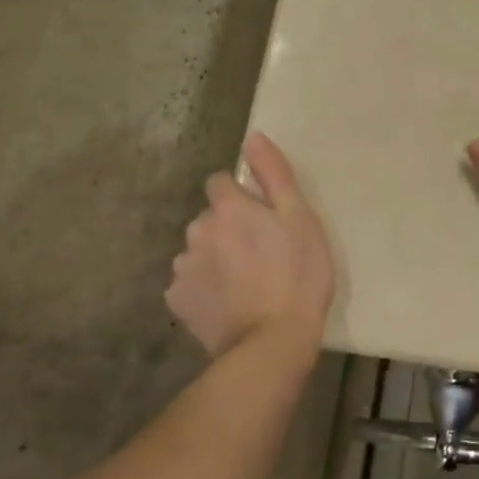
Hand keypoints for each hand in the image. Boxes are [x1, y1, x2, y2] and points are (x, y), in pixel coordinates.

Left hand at [167, 132, 333, 358]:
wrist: (272, 341)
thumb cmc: (297, 273)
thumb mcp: (300, 217)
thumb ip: (273, 174)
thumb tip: (251, 137)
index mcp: (228, 207)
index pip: (221, 182)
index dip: (242, 196)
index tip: (263, 217)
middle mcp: (197, 230)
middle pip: (210, 217)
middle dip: (228, 227)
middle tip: (260, 252)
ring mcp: (184, 267)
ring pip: (198, 249)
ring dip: (215, 256)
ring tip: (244, 281)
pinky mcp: (178, 301)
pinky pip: (190, 282)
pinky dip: (204, 287)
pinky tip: (227, 302)